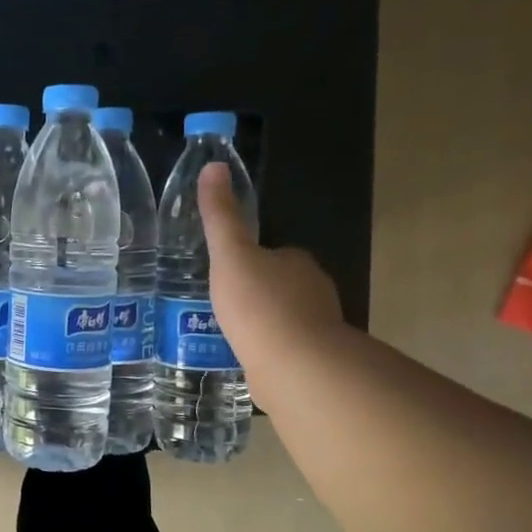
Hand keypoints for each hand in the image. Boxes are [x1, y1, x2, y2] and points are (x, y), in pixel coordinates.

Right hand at [197, 162, 344, 371]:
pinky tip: (247, 358)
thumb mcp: (230, 255)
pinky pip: (286, 348)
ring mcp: (317, 328)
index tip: (226, 272)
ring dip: (264, 323)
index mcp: (297, 262)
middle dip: (257, 292)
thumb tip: (213, 166)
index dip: (250, 260)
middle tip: (223, 304)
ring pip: (285, 318)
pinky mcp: (313, 361)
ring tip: (230, 333)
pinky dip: (269, 350)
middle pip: (281, 285)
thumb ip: (221, 215)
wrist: (294, 365)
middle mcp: (315, 291)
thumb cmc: (259, 304)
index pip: (274, 253)